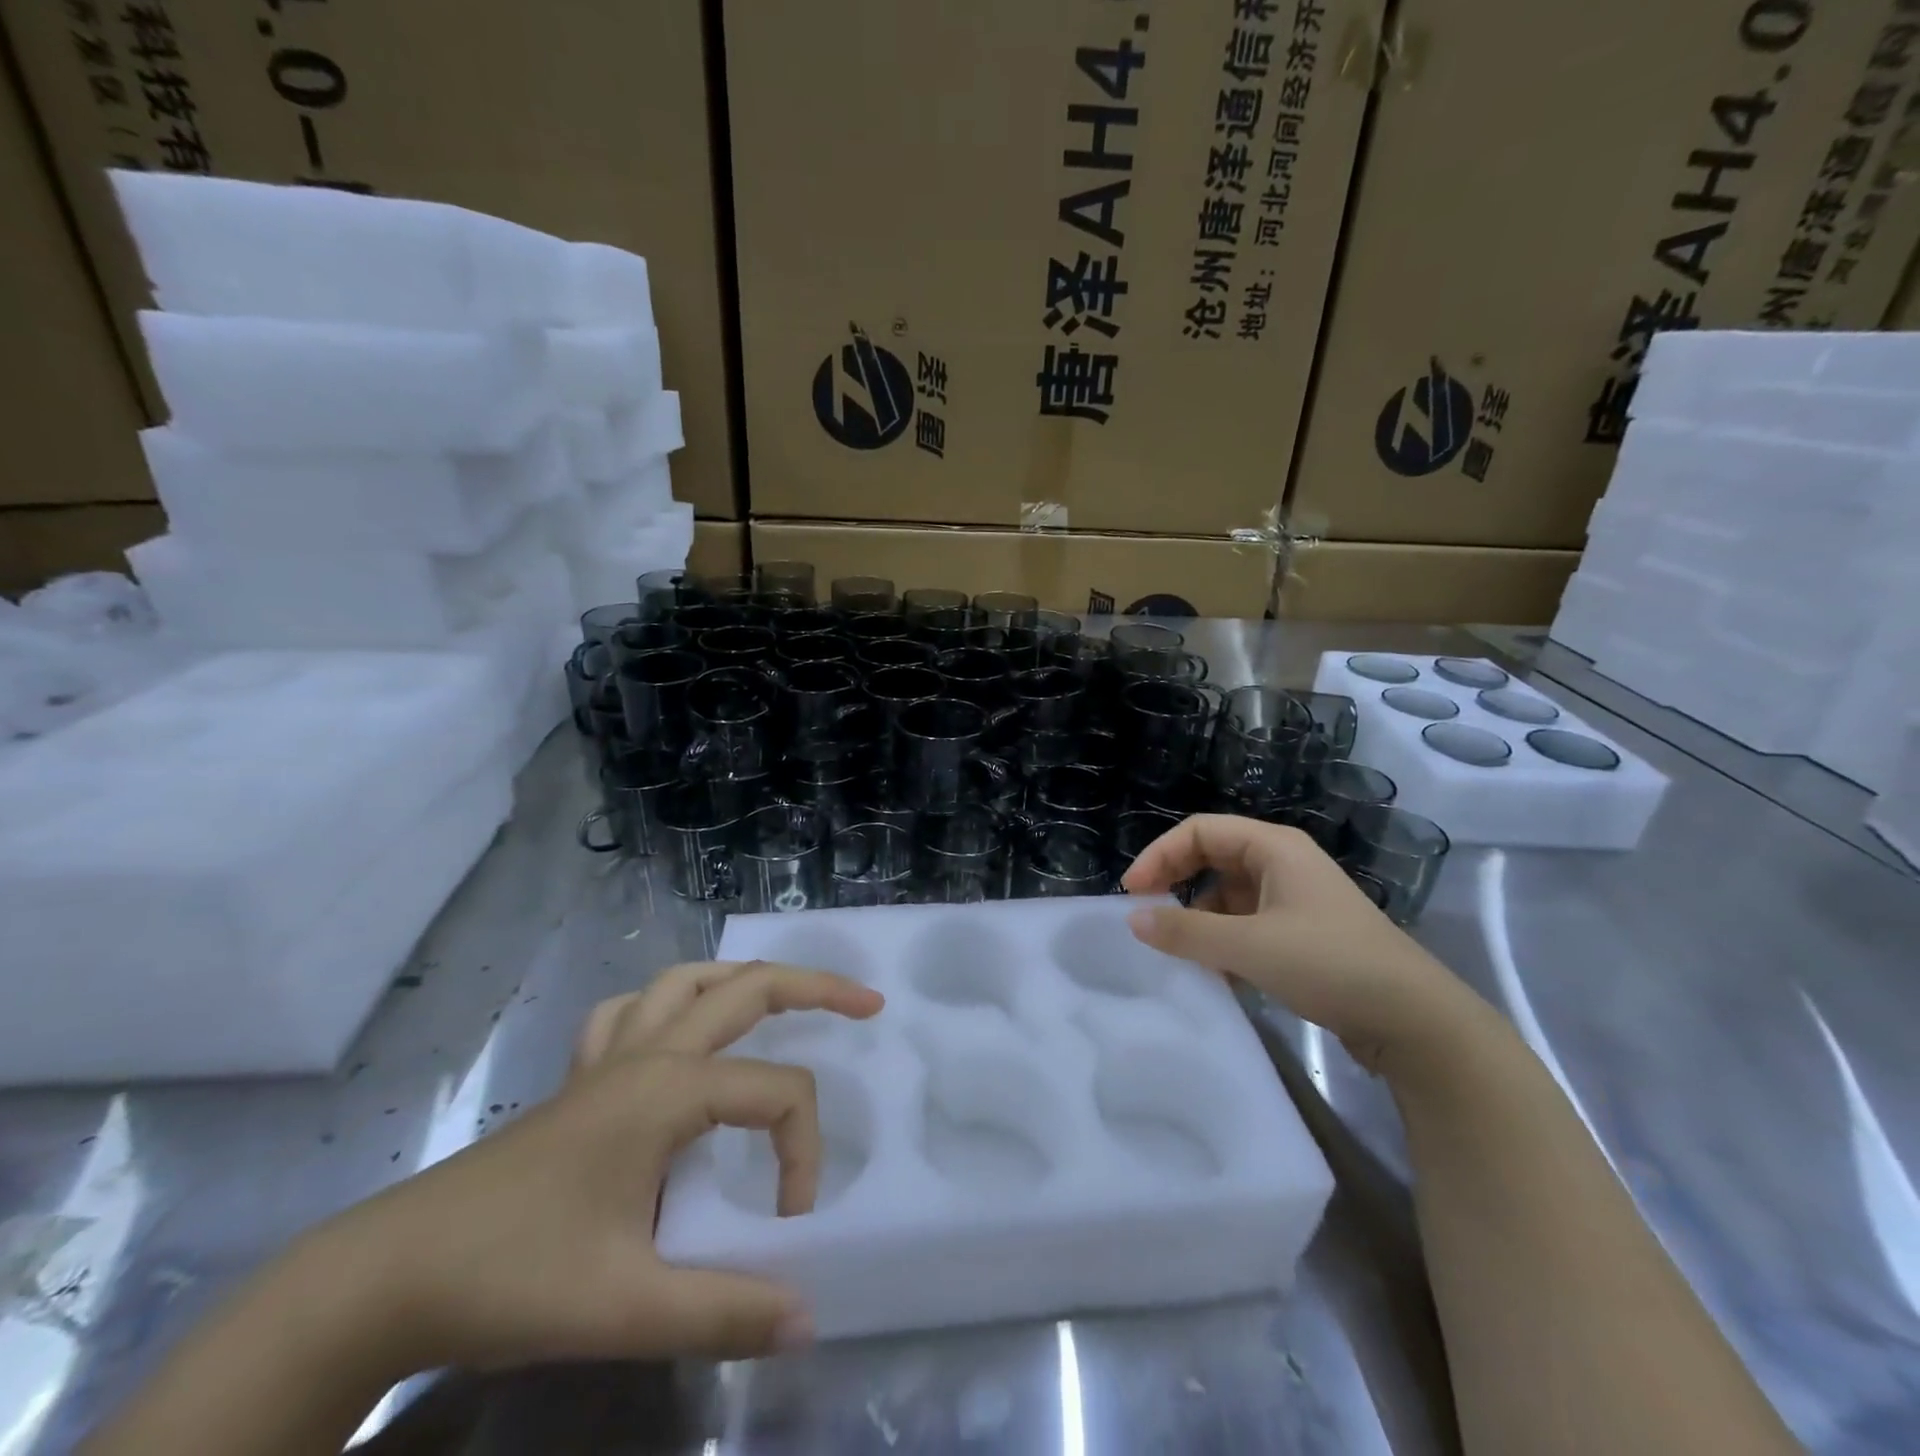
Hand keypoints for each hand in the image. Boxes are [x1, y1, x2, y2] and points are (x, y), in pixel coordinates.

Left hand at [318, 961, 883, 1371]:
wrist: (388, 1277)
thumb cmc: (513, 1276)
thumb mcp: (626, 1307)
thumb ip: (725, 1312)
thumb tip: (808, 1318)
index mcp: (670, 1088)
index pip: (777, 1094)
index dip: (803, 1153)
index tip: (791, 1225)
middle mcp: (648, 1052)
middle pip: (747, 987)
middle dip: (815, 986)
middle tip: (865, 1003)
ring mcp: (609, 1058)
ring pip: (687, 980)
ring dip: (740, 978)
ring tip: (779, 997)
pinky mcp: (578, 1079)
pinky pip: (629, 1012)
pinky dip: (665, 1003)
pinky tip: (671, 1031)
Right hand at [1121, 814, 1471, 1073]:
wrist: (1415, 1021)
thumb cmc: (1329, 964)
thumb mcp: (1249, 947)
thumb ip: (1186, 931)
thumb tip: (1133, 919)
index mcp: (1274, 847)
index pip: (1200, 831)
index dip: (1161, 855)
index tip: (1133, 893)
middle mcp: (1283, 863)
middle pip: (1213, 857)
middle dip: (1177, 882)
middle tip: (1147, 914)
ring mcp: (1295, 899)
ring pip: (1229, 894)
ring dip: (1200, 918)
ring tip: (1181, 952)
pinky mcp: (1304, 933)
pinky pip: (1247, 923)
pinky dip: (1224, 940)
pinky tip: (1217, 972)